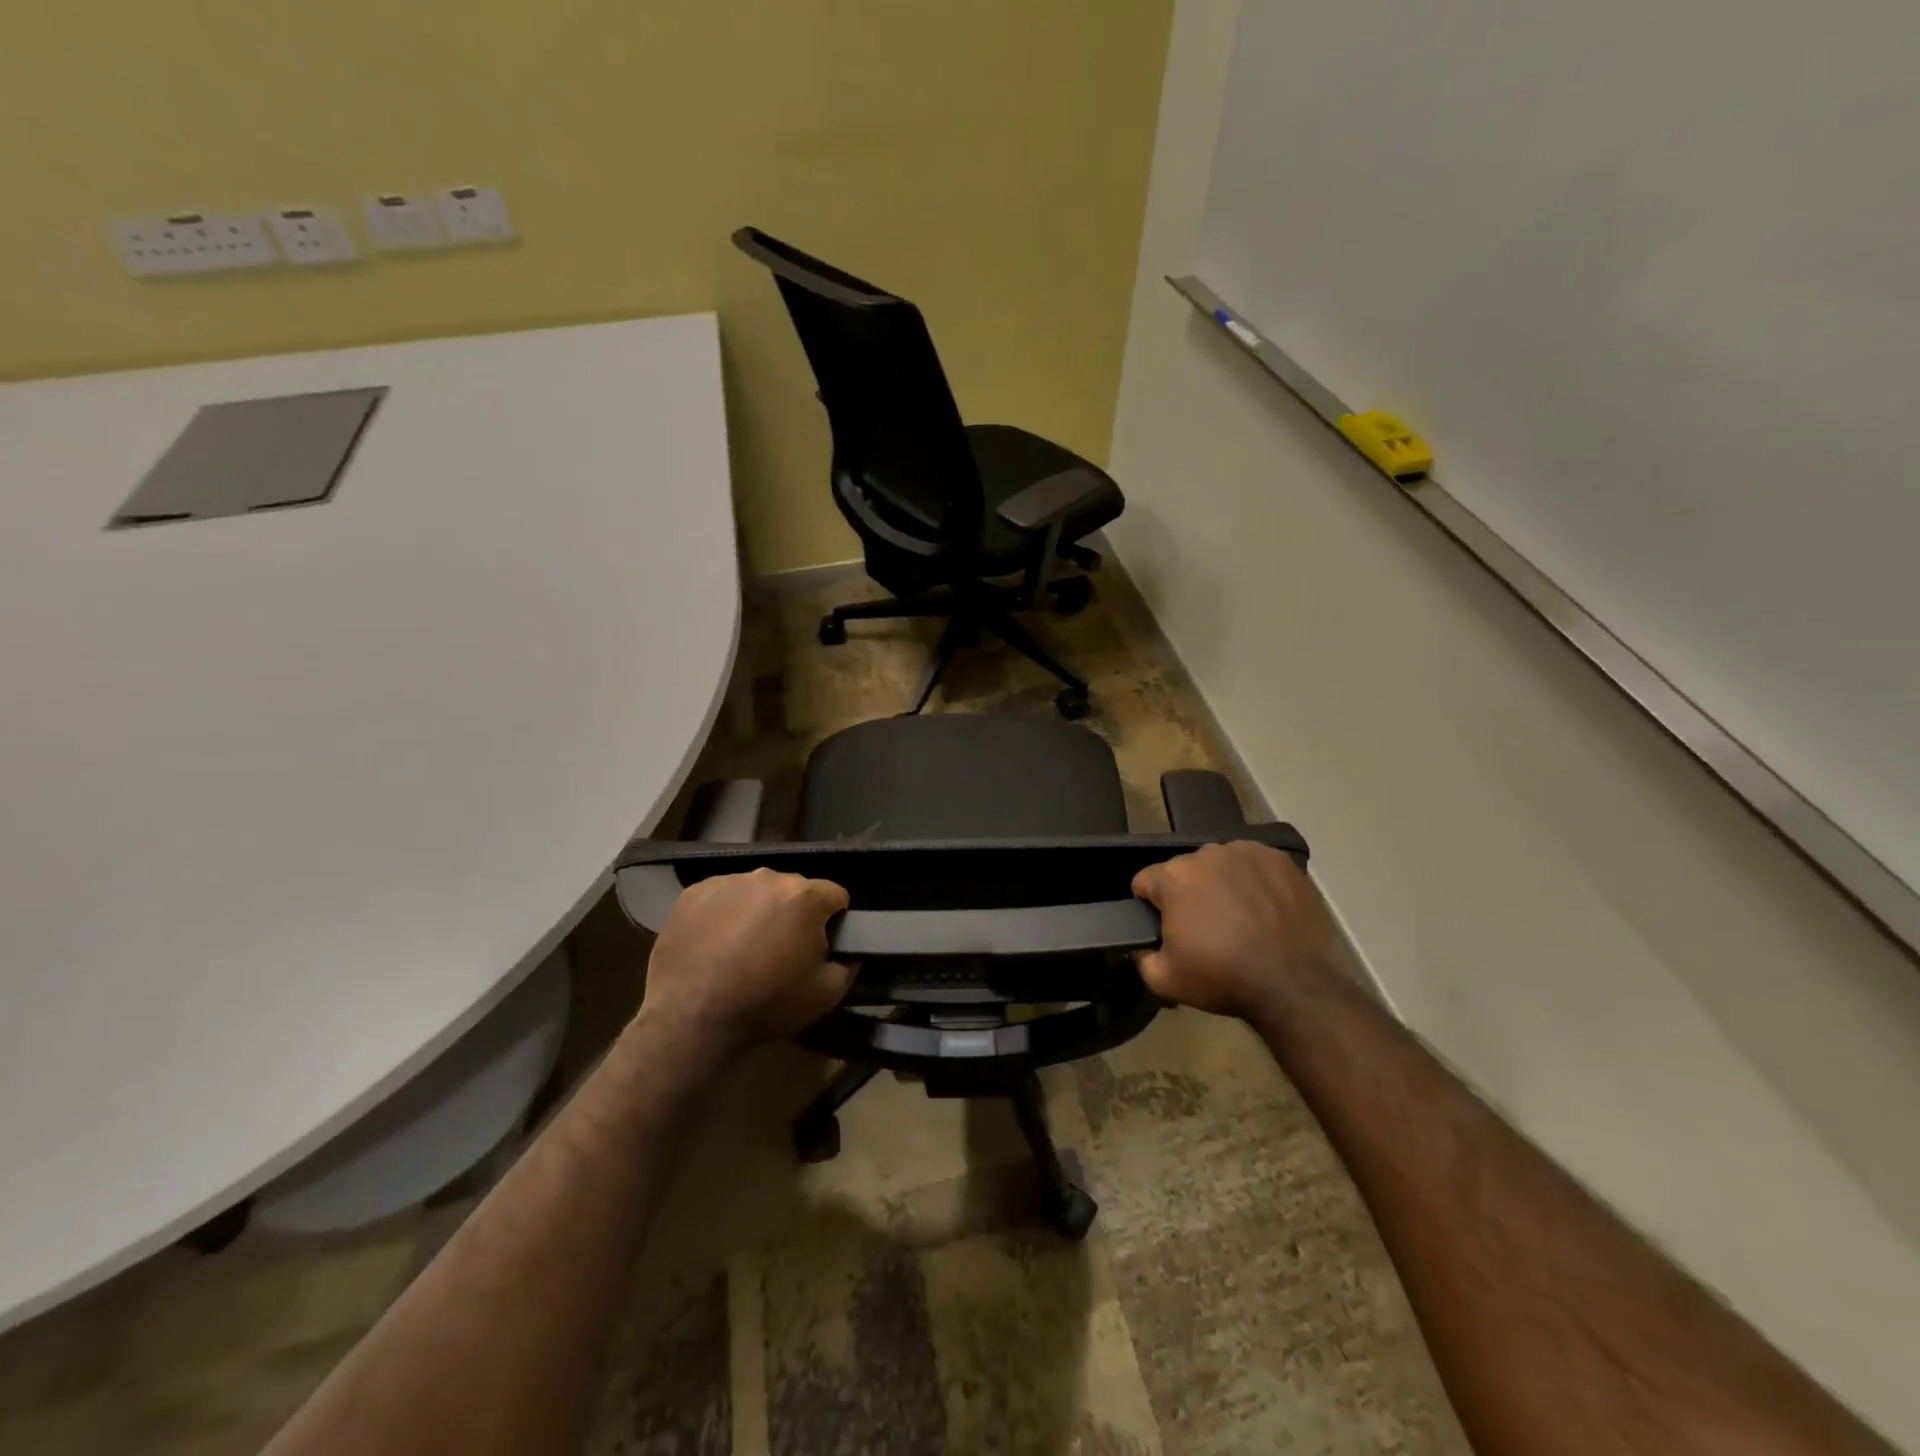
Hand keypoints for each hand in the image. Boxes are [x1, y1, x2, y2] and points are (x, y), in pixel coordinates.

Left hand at [638, 869, 851, 1065]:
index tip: (821, 945)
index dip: (833, 920)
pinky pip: (722, 896)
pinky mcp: (694, 893)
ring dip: (759, 910)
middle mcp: (767, 877)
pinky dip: (725, 913)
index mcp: (804, 896)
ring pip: (757, 890)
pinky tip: (716, 943)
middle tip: (781, 949)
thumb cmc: (766, 1003)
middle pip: (794, 889)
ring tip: (744, 947)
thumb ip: (847, 965)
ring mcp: (727, 881)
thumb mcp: (826, 995)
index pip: (835, 895)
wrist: (692, 1019)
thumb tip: (848, 953)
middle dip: (794, 913)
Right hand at [1132, 841, 1350, 1021]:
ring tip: (1239, 919)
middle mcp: (1207, 853)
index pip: (1145, 881)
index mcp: (1174, 876)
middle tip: (1205, 929)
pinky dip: (1254, 882)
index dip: (1150, 907)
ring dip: (1221, 885)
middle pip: (1184, 871)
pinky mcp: (1281, 860)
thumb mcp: (1164, 979)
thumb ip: (1141, 955)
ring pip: (1220, 865)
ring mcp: (1247, 853)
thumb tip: (1142, 944)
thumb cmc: (1224, 979)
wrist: (1296, 986)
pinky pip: (1254, 866)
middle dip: (1188, 894)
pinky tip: (1265, 909)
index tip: (1166, 929)